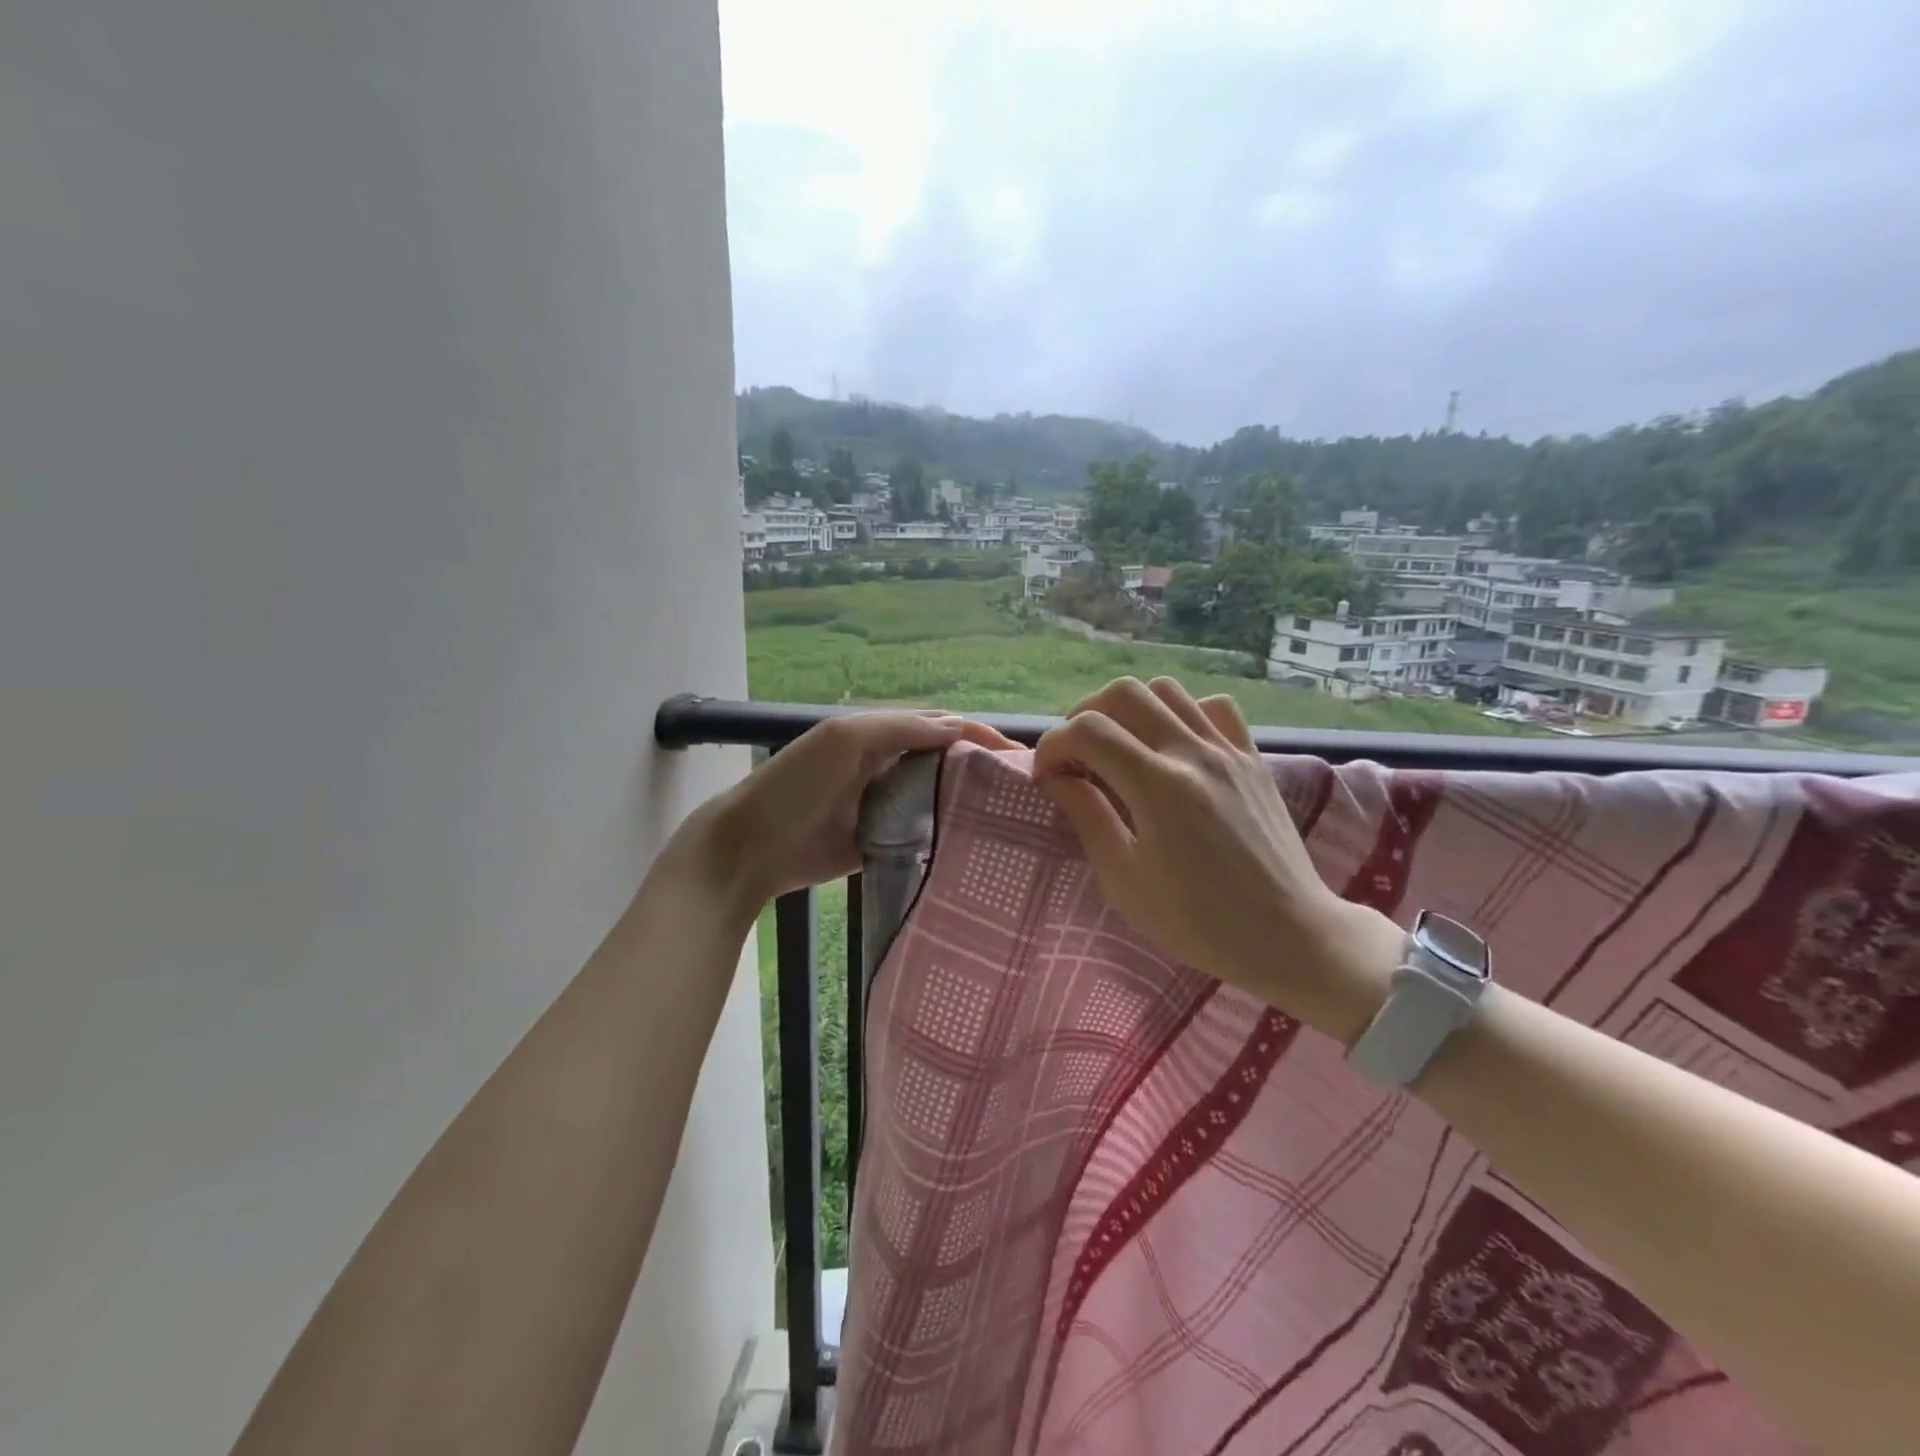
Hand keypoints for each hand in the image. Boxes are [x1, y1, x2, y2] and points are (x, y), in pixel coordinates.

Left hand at [697, 710, 1017, 910]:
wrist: (751, 847)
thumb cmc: (796, 783)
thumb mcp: (845, 739)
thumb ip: (899, 728)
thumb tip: (958, 727)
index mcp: (881, 735)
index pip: (941, 727)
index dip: (980, 735)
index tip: (1022, 756)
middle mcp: (889, 767)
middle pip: (946, 763)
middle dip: (984, 771)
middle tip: (1029, 793)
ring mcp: (887, 807)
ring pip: (938, 800)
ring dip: (971, 805)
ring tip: (1015, 821)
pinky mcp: (882, 844)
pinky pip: (922, 836)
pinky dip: (947, 838)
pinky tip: (977, 848)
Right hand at [1032, 677, 1400, 1042]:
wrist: (1288, 935)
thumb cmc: (1198, 921)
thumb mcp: (1125, 880)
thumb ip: (1087, 817)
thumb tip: (1057, 778)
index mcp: (1158, 786)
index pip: (1088, 731)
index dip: (1053, 745)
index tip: (1046, 776)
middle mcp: (1193, 753)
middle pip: (1124, 694)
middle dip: (1084, 716)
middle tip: (1076, 756)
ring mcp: (1228, 750)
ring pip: (1167, 690)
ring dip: (1130, 710)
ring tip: (1120, 747)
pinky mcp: (1252, 758)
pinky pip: (1213, 708)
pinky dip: (1183, 714)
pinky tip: (1174, 746)